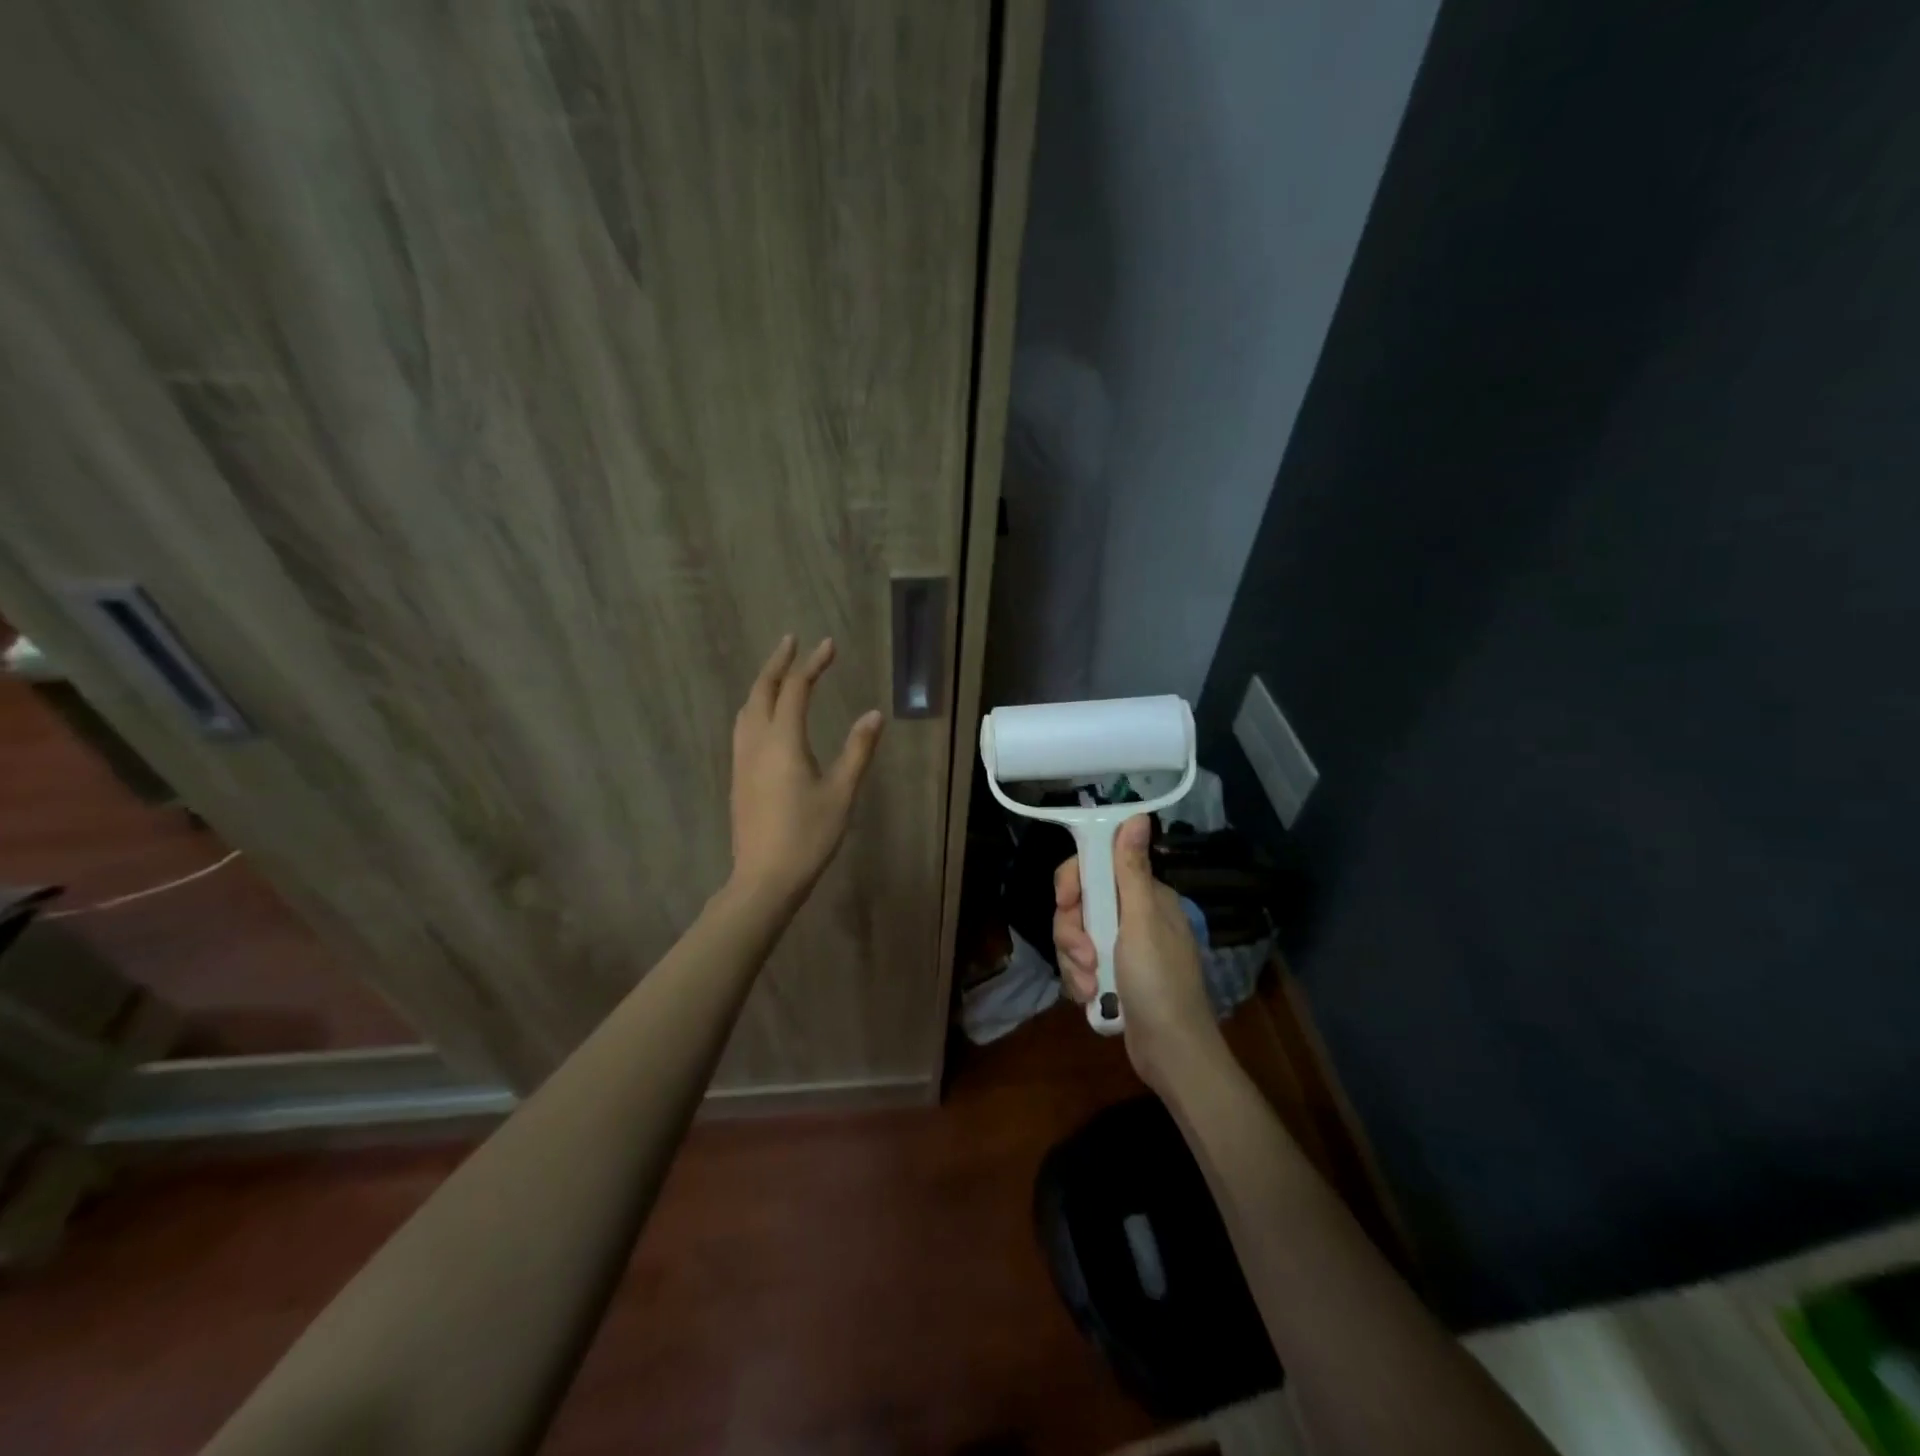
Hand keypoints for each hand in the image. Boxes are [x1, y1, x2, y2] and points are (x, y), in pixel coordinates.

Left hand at [729, 635, 883, 902]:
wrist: (764, 878)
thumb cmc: (808, 836)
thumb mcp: (841, 793)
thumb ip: (857, 750)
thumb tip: (874, 715)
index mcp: (783, 741)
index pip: (797, 689)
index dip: (813, 664)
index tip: (828, 645)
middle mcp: (756, 742)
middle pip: (763, 690)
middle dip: (778, 663)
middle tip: (792, 642)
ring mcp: (742, 760)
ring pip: (747, 708)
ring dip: (763, 683)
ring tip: (777, 672)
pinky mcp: (738, 776)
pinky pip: (743, 726)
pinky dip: (755, 705)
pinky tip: (763, 715)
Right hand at [1053, 815, 1222, 1087]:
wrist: (1171, 1053)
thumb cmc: (1160, 983)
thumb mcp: (1141, 923)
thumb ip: (1131, 870)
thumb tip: (1137, 815)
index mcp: (1144, 896)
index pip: (1096, 868)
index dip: (1075, 882)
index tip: (1066, 902)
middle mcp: (1132, 916)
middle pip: (1079, 904)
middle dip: (1072, 932)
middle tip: (1085, 956)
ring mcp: (1120, 947)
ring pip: (1075, 936)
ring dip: (1075, 961)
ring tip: (1091, 986)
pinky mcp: (1111, 975)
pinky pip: (1079, 964)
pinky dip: (1080, 980)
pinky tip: (1092, 997)